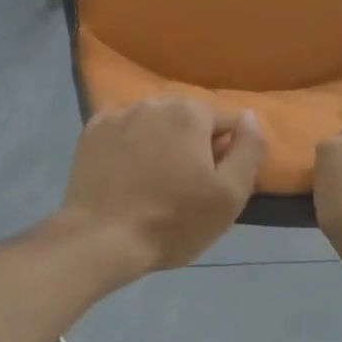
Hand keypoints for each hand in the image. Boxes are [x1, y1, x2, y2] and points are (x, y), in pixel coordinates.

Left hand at [61, 98, 265, 274]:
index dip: (223, 153)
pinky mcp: (92, 130)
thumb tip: (249, 115)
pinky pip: (122, 129)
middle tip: (183, 185)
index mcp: (190, 112)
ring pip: (153, 121)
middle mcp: (154, 101)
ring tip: (152, 180)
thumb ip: (249, 148)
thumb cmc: (174, 221)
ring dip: (159, 141)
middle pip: (186, 118)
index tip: (211, 183)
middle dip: (190, 143)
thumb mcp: (231, 194)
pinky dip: (128, 143)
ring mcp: (118, 113)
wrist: (102, 239)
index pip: (223, 122)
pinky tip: (125, 171)